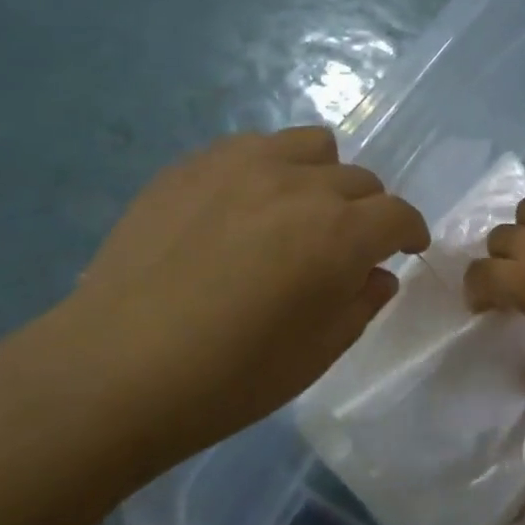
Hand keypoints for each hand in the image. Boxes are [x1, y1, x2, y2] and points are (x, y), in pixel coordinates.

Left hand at [25, 127, 429, 463]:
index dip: (410, 232)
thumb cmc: (229, 378)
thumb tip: (377, 273)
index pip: (397, 214)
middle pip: (359, 179)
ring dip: (321, 177)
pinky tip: (240, 210)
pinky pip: (253, 147)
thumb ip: (361, 303)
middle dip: (366, 212)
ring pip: (311, 146)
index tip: (405, 249)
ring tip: (296, 213)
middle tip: (343, 247)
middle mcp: (299, 184)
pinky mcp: (193, 164)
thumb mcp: (317, 354)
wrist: (114, 370)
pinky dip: (267, 170)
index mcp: (339, 234)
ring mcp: (242, 165)